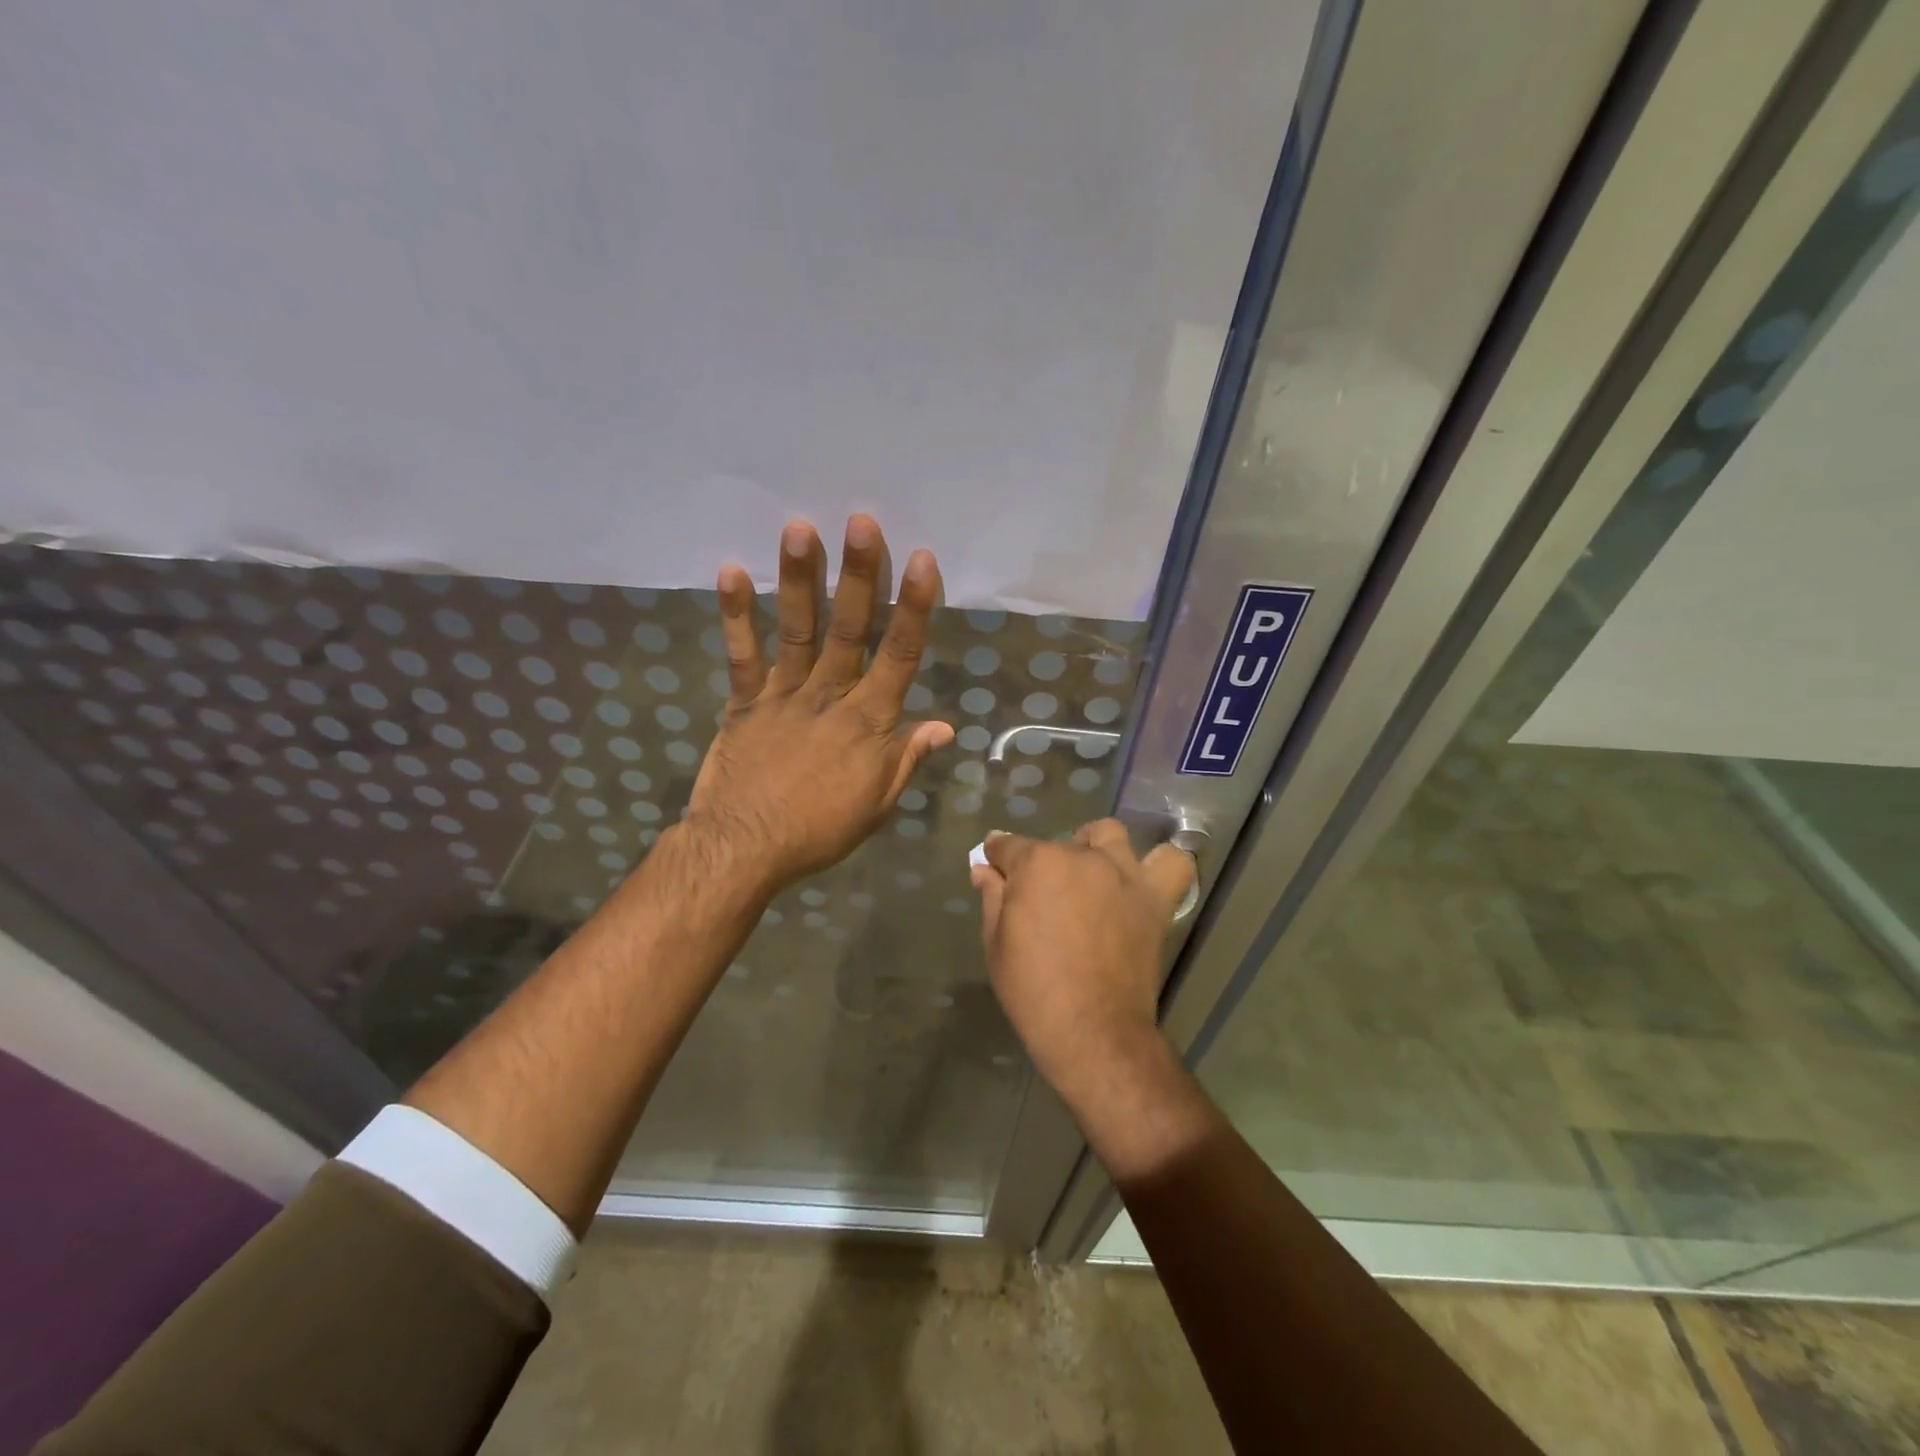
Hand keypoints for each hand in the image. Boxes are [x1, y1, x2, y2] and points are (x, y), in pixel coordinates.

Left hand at [683, 515, 954, 896]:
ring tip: (800, 528)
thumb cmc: (819, 831)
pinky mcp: (743, 702)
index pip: (900, 656)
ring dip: (799, 578)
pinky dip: (735, 614)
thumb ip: (907, 759)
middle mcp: (829, 697)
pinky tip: (730, 571)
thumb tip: (944, 726)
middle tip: (862, 521)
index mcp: (868, 722)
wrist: (745, 849)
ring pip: (797, 629)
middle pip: (850, 629)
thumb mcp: (878, 804)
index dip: (914, 607)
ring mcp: (782, 695)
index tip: (922, 560)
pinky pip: (740, 654)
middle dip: (859, 574)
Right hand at [971, 820, 1194, 1102]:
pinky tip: (1139, 881)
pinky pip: (1171, 864)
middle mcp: (1082, 856)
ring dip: (1095, 848)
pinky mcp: (1154, 898)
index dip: (997, 858)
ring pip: (1108, 836)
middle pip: (1056, 845)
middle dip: (1043, 865)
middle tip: (1041, 901)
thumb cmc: (1033, 990)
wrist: (1092, 1030)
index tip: (995, 869)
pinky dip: (1159, 864)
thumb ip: (992, 896)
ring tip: (1090, 877)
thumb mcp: (996, 943)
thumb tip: (984, 867)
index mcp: (1038, 863)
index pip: (1007, 846)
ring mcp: (1123, 873)